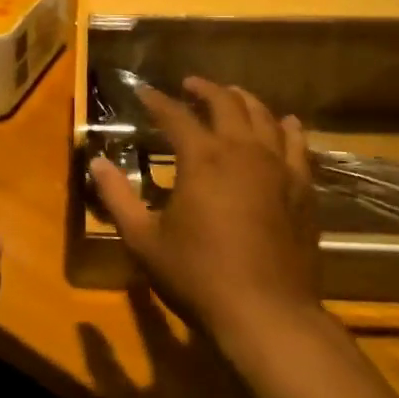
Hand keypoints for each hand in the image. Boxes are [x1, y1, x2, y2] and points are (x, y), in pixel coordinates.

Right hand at [89, 77, 320, 352]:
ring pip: (264, 116)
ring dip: (245, 100)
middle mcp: (242, 150)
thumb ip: (117, 197)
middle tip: (190, 85)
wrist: (267, 313)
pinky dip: (287, 128)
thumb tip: (96, 163)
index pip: (175, 115)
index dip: (157, 101)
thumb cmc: (198, 275)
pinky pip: (297, 145)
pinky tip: (285, 124)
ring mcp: (278, 167)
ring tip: (232, 96)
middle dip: (205, 89)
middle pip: (225, 103)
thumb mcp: (144, 240)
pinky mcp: (302, 188)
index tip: (144, 93)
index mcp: (202, 158)